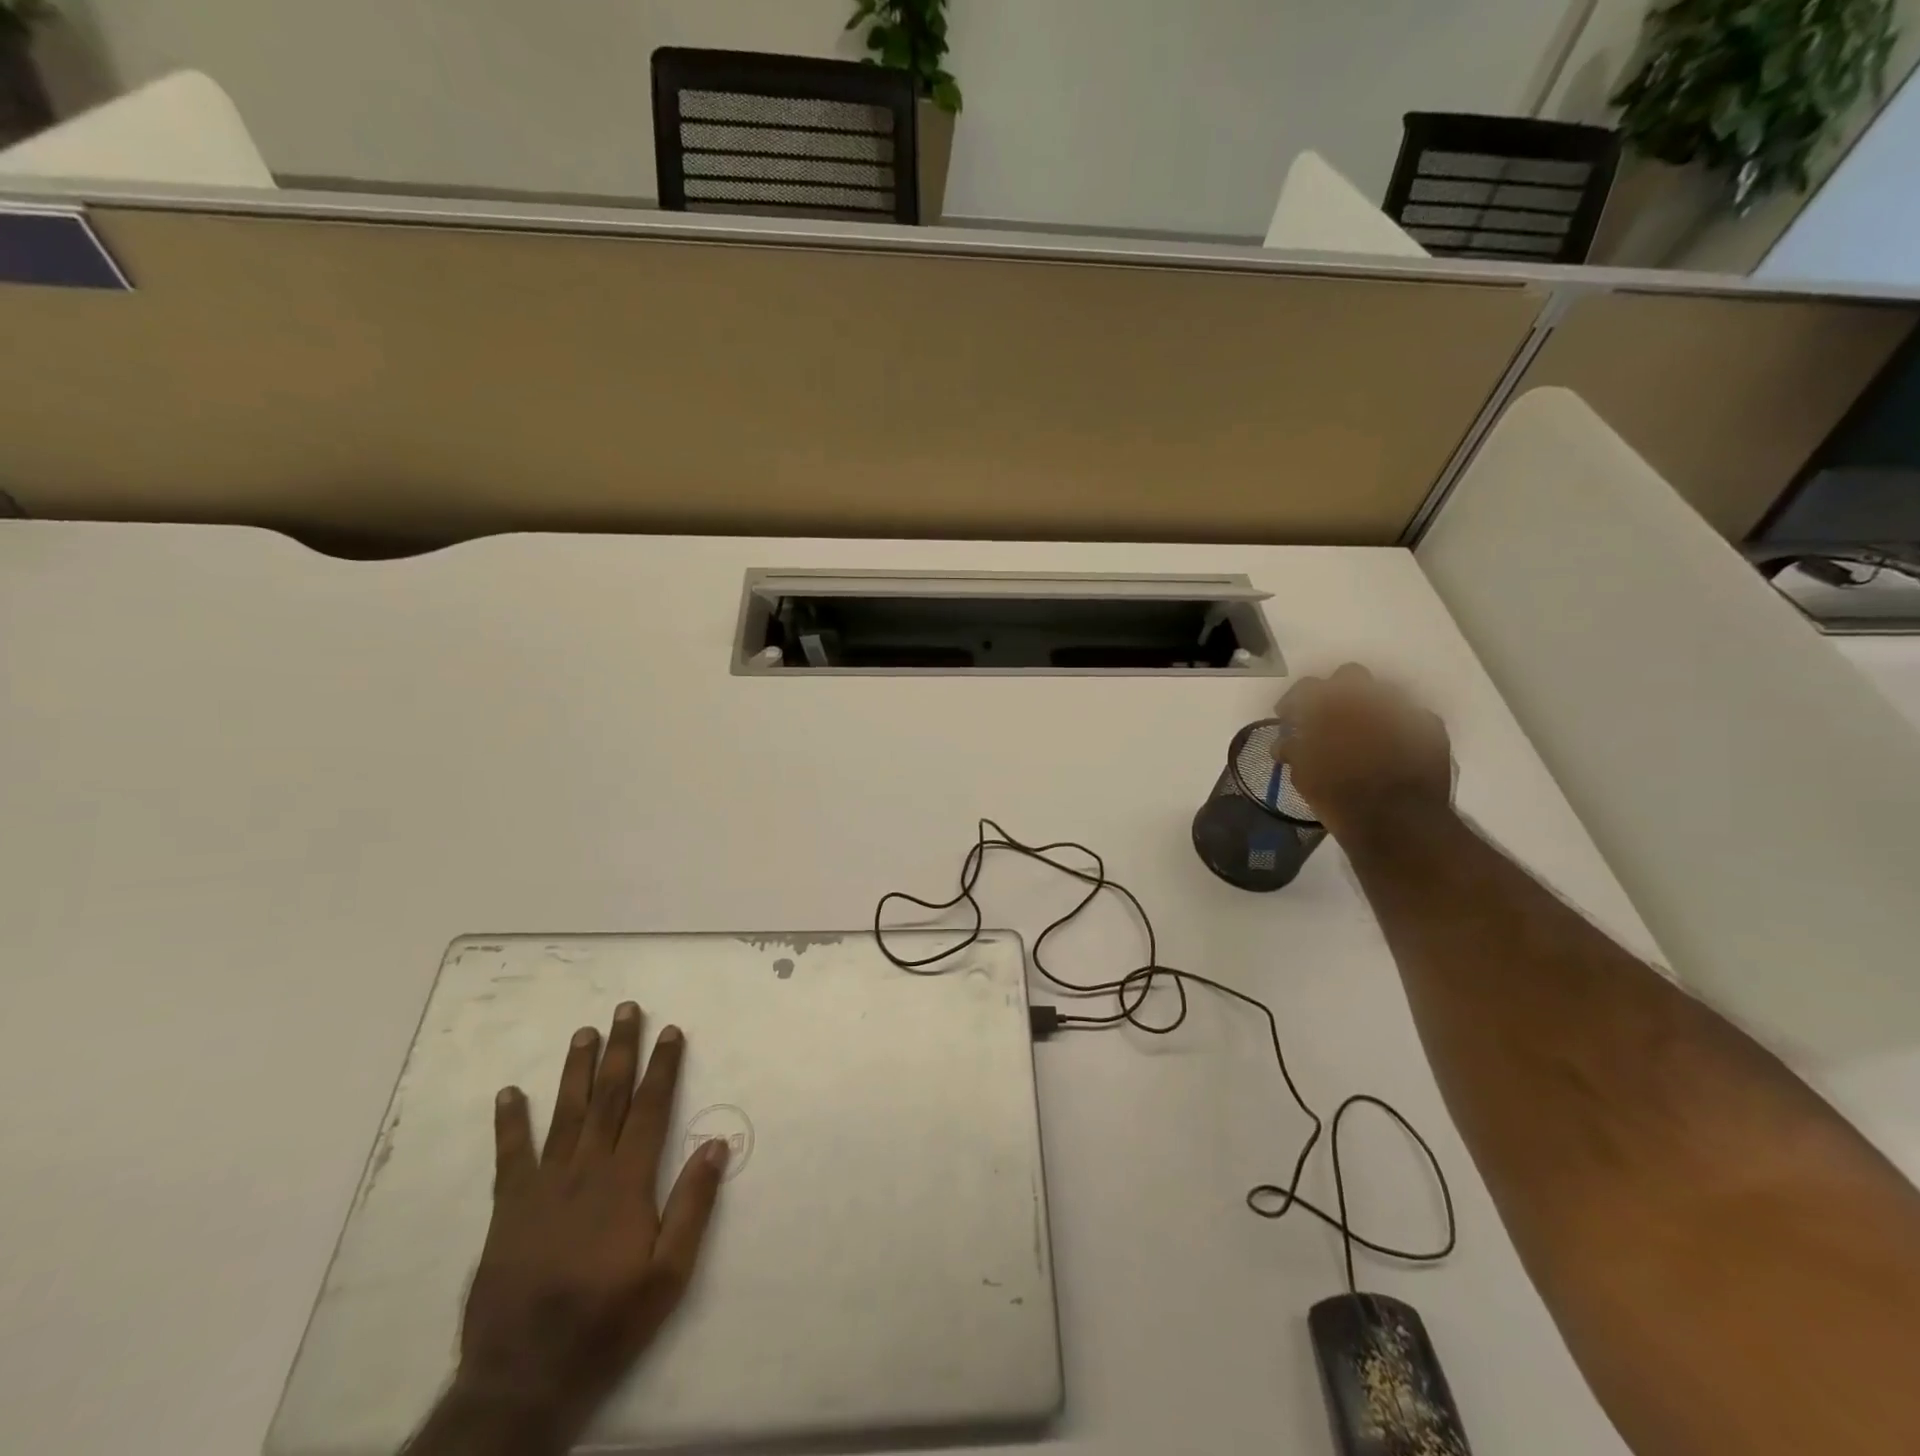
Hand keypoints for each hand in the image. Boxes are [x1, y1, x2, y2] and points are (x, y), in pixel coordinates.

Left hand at [437, 1003, 728, 1448]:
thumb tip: (717, 1143)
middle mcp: (586, 1170)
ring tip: (583, 1032)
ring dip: (575, 1070)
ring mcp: (543, 1186)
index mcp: (626, 1182)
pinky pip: (510, 1155)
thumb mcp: (669, 1275)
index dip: (663, 1067)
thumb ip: (693, 1205)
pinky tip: (509, 1093)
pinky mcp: (509, 1208)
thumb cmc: (608, 1321)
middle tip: (625, 1009)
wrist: (524, 1376)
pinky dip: (510, 1121)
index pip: (651, 1109)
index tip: (671, 1031)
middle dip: (620, 1050)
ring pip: (564, 1113)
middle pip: (608, 1097)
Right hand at [1274, 663, 1452, 840]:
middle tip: (1329, 718)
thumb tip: (1285, 742)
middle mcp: (1368, 697)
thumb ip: (1293, 750)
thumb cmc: (1339, 797)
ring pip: (1384, 694)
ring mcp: (1403, 709)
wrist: (1397, 822)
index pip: (1306, 688)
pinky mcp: (1431, 728)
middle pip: (1349, 676)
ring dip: (1371, 708)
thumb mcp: (1302, 776)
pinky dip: (1401, 729)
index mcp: (1331, 705)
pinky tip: (1394, 748)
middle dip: (1337, 692)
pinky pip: (1413, 718)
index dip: (1294, 702)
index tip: (1288, 717)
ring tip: (1365, 734)